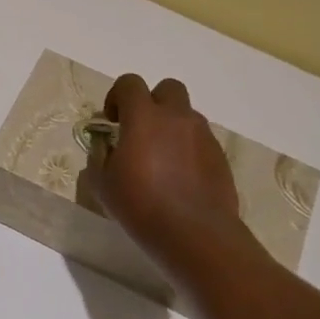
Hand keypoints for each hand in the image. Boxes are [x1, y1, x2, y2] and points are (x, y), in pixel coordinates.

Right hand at [92, 74, 260, 282]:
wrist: (195, 234)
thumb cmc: (141, 206)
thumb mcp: (103, 184)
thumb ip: (100, 156)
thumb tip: (105, 146)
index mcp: (144, 117)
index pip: (130, 83)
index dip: (117, 96)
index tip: (112, 121)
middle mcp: (177, 118)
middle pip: (167, 88)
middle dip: (152, 102)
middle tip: (140, 130)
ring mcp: (203, 135)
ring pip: (186, 115)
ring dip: (171, 126)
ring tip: (161, 158)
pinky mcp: (219, 156)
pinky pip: (200, 139)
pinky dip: (188, 148)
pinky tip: (179, 177)